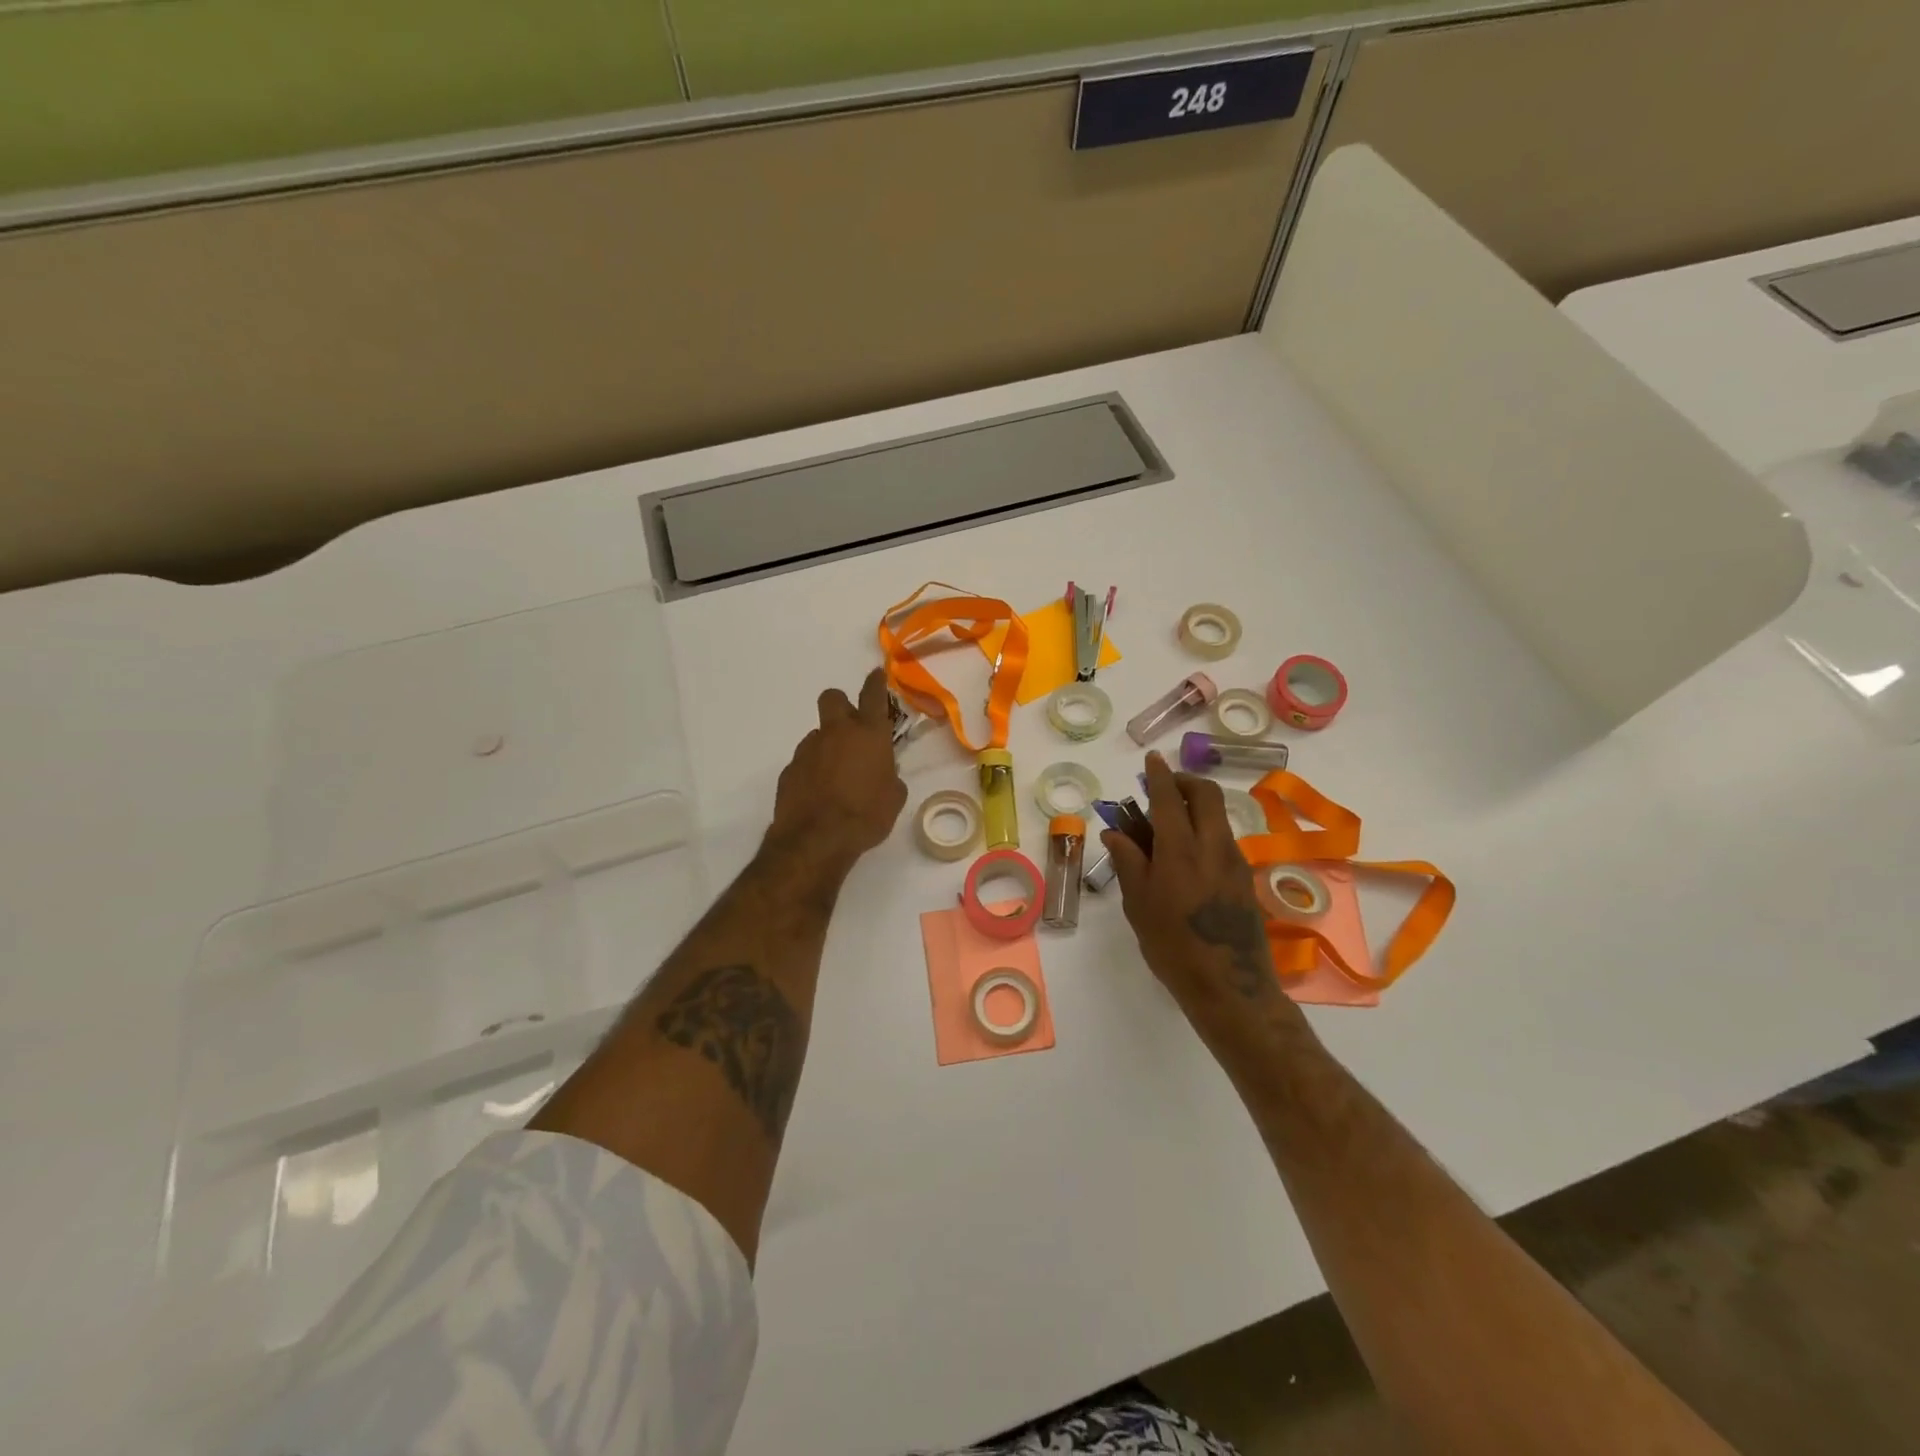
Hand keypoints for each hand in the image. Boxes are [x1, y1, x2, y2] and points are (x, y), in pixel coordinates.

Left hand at [770, 668, 908, 866]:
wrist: (817, 839)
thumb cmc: (866, 816)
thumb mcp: (894, 797)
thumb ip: (890, 776)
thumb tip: (883, 772)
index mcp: (869, 734)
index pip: (873, 695)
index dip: (875, 682)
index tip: (876, 674)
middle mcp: (837, 733)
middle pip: (833, 698)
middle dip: (842, 705)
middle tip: (851, 727)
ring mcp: (809, 749)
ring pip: (819, 734)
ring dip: (828, 746)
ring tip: (837, 776)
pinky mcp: (790, 769)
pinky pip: (805, 761)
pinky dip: (813, 770)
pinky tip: (820, 794)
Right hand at [1105, 753, 1293, 1037]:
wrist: (1229, 986)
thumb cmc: (1172, 945)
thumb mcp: (1138, 903)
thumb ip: (1128, 861)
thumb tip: (1115, 831)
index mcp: (1181, 848)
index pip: (1170, 797)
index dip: (1160, 774)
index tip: (1152, 759)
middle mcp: (1213, 845)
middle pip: (1207, 794)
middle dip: (1186, 781)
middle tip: (1164, 787)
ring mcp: (1235, 861)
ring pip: (1219, 816)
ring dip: (1197, 806)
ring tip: (1170, 825)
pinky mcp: (1246, 878)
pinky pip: (1224, 839)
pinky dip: (1206, 830)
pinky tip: (1188, 856)